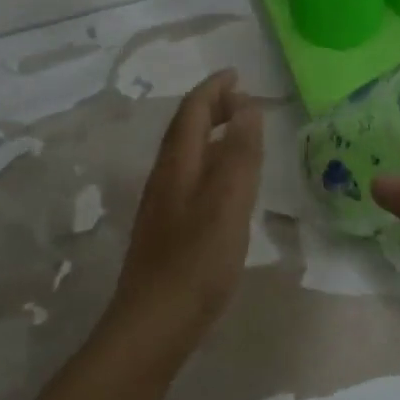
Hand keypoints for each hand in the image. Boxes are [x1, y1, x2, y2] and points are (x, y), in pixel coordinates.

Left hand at [107, 69, 264, 341]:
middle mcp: (164, 178)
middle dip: (210, 107)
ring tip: (237, 133)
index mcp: (177, 166)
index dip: (213, 89)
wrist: (153, 325)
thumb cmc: (195, 262)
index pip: (192, 112)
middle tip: (241, 98)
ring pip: (186, 156)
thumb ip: (239, 154)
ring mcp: (162, 206)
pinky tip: (224, 185)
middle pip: (184, 130)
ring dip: (209, 135)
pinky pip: (189, 180)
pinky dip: (209, 165)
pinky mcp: (167, 231)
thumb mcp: (227, 204)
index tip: (237, 74)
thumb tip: (246, 107)